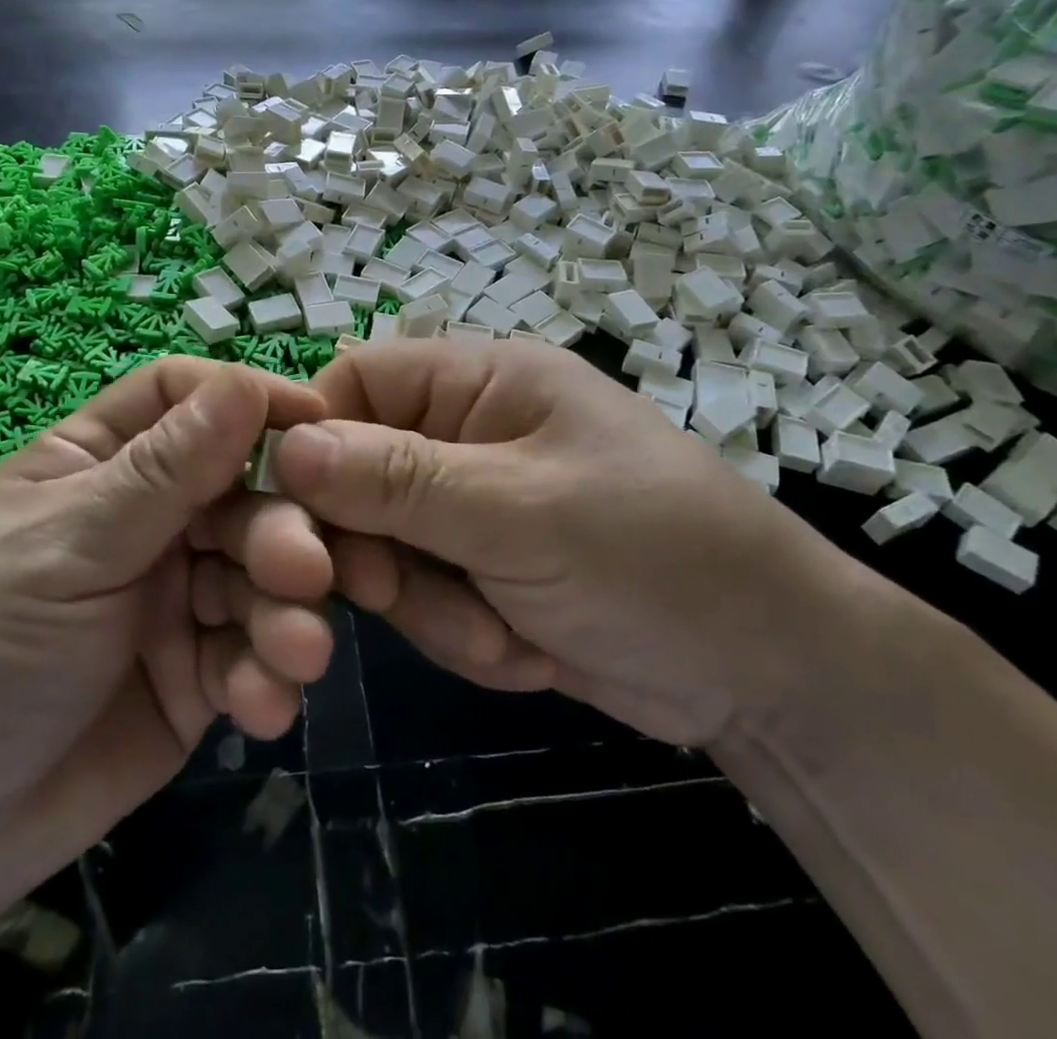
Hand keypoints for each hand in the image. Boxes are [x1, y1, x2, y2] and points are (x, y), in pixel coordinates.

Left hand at [0, 357, 332, 943]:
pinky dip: (268, 674)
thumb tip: (246, 383)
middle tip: (305, 572)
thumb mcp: (65, 549)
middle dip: (281, 528)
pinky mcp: (200, 669)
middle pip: (243, 490)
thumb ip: (162, 473)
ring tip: (293, 655)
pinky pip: (255, 652)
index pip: (186, 399)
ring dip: (287, 609)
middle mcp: (148, 517)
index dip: (250, 399)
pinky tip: (260, 709)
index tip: (319, 422)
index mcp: (101, 463)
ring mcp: (178, 593)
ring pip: (262, 572)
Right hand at [240, 340, 847, 748]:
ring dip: (429, 603)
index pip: (355, 383)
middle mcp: (465, 433)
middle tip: (395, 591)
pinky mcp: (480, 570)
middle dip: (376, 545)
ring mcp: (471, 506)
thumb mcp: (520, 511)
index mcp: (480, 381)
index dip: (313, 439)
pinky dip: (460, 633)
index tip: (297, 514)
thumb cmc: (654, 556)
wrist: (769, 674)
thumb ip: (398, 480)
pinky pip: (423, 595)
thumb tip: (287, 447)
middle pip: (356, 473)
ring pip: (383, 546)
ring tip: (503, 633)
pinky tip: (526, 651)